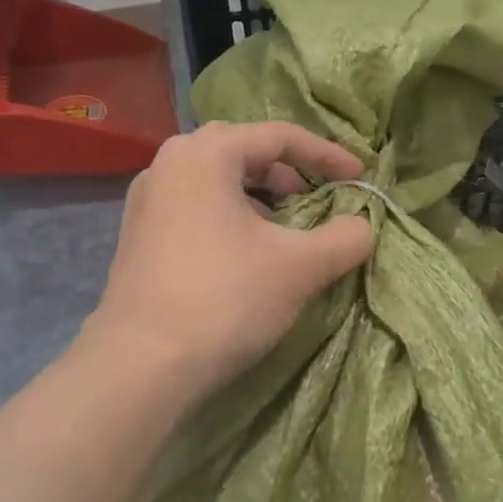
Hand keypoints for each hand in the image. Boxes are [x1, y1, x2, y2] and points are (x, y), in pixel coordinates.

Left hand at [84, 121, 374, 402]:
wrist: (142, 365)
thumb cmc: (225, 297)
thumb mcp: (301, 266)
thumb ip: (345, 237)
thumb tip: (362, 226)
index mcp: (205, 154)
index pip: (279, 136)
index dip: (327, 155)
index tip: (359, 178)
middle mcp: (169, 165)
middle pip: (243, 151)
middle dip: (289, 172)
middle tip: (318, 197)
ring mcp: (147, 202)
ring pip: (217, 182)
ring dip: (260, 197)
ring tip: (288, 227)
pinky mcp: (139, 238)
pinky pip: (196, 208)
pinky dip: (232, 217)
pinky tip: (248, 254)